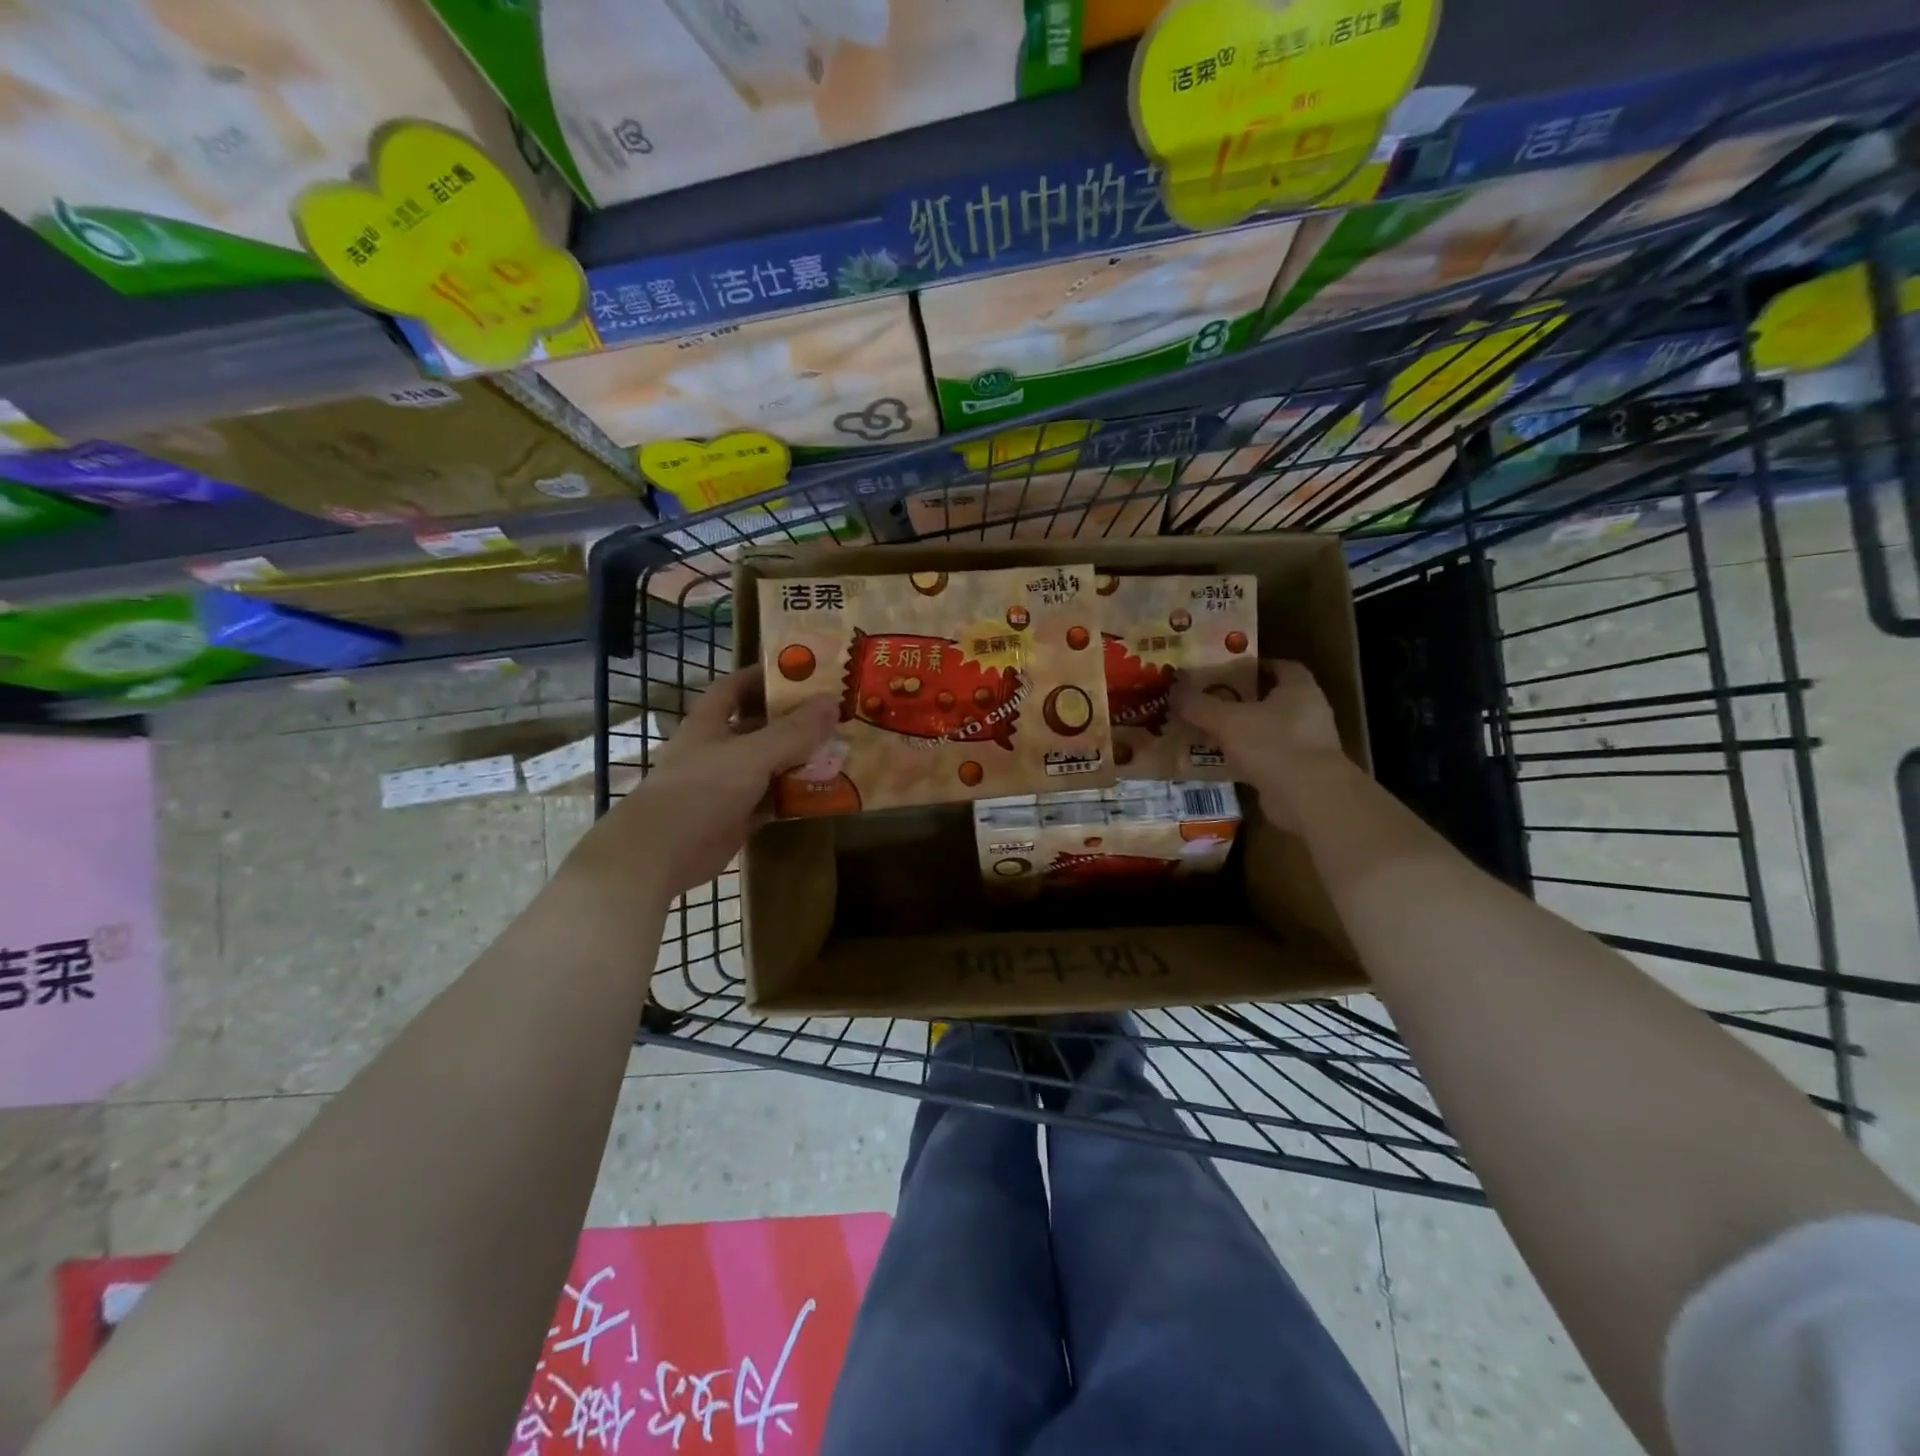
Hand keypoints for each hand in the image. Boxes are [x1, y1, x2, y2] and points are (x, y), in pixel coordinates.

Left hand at [573, 666, 837, 900]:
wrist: (662, 852)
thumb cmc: (701, 790)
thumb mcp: (752, 754)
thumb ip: (793, 731)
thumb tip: (832, 702)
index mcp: (709, 724)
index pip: (734, 688)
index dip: (763, 677)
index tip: (801, 672)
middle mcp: (717, 749)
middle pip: (758, 727)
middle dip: (792, 720)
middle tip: (835, 713)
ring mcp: (726, 785)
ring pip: (769, 765)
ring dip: (798, 759)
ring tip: (840, 749)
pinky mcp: (735, 816)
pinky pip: (771, 799)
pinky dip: (794, 794)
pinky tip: (825, 790)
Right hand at [1172, 659, 1351, 831]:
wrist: (1308, 797)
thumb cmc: (1273, 744)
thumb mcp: (1227, 720)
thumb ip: (1199, 705)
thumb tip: (1173, 690)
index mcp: (1300, 689)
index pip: (1281, 666)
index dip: (1255, 667)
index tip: (1227, 672)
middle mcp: (1309, 712)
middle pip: (1273, 699)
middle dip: (1243, 700)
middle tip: (1210, 701)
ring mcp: (1308, 745)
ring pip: (1269, 730)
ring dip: (1244, 731)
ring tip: (1210, 731)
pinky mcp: (1300, 773)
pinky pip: (1268, 757)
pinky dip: (1248, 758)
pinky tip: (1222, 761)